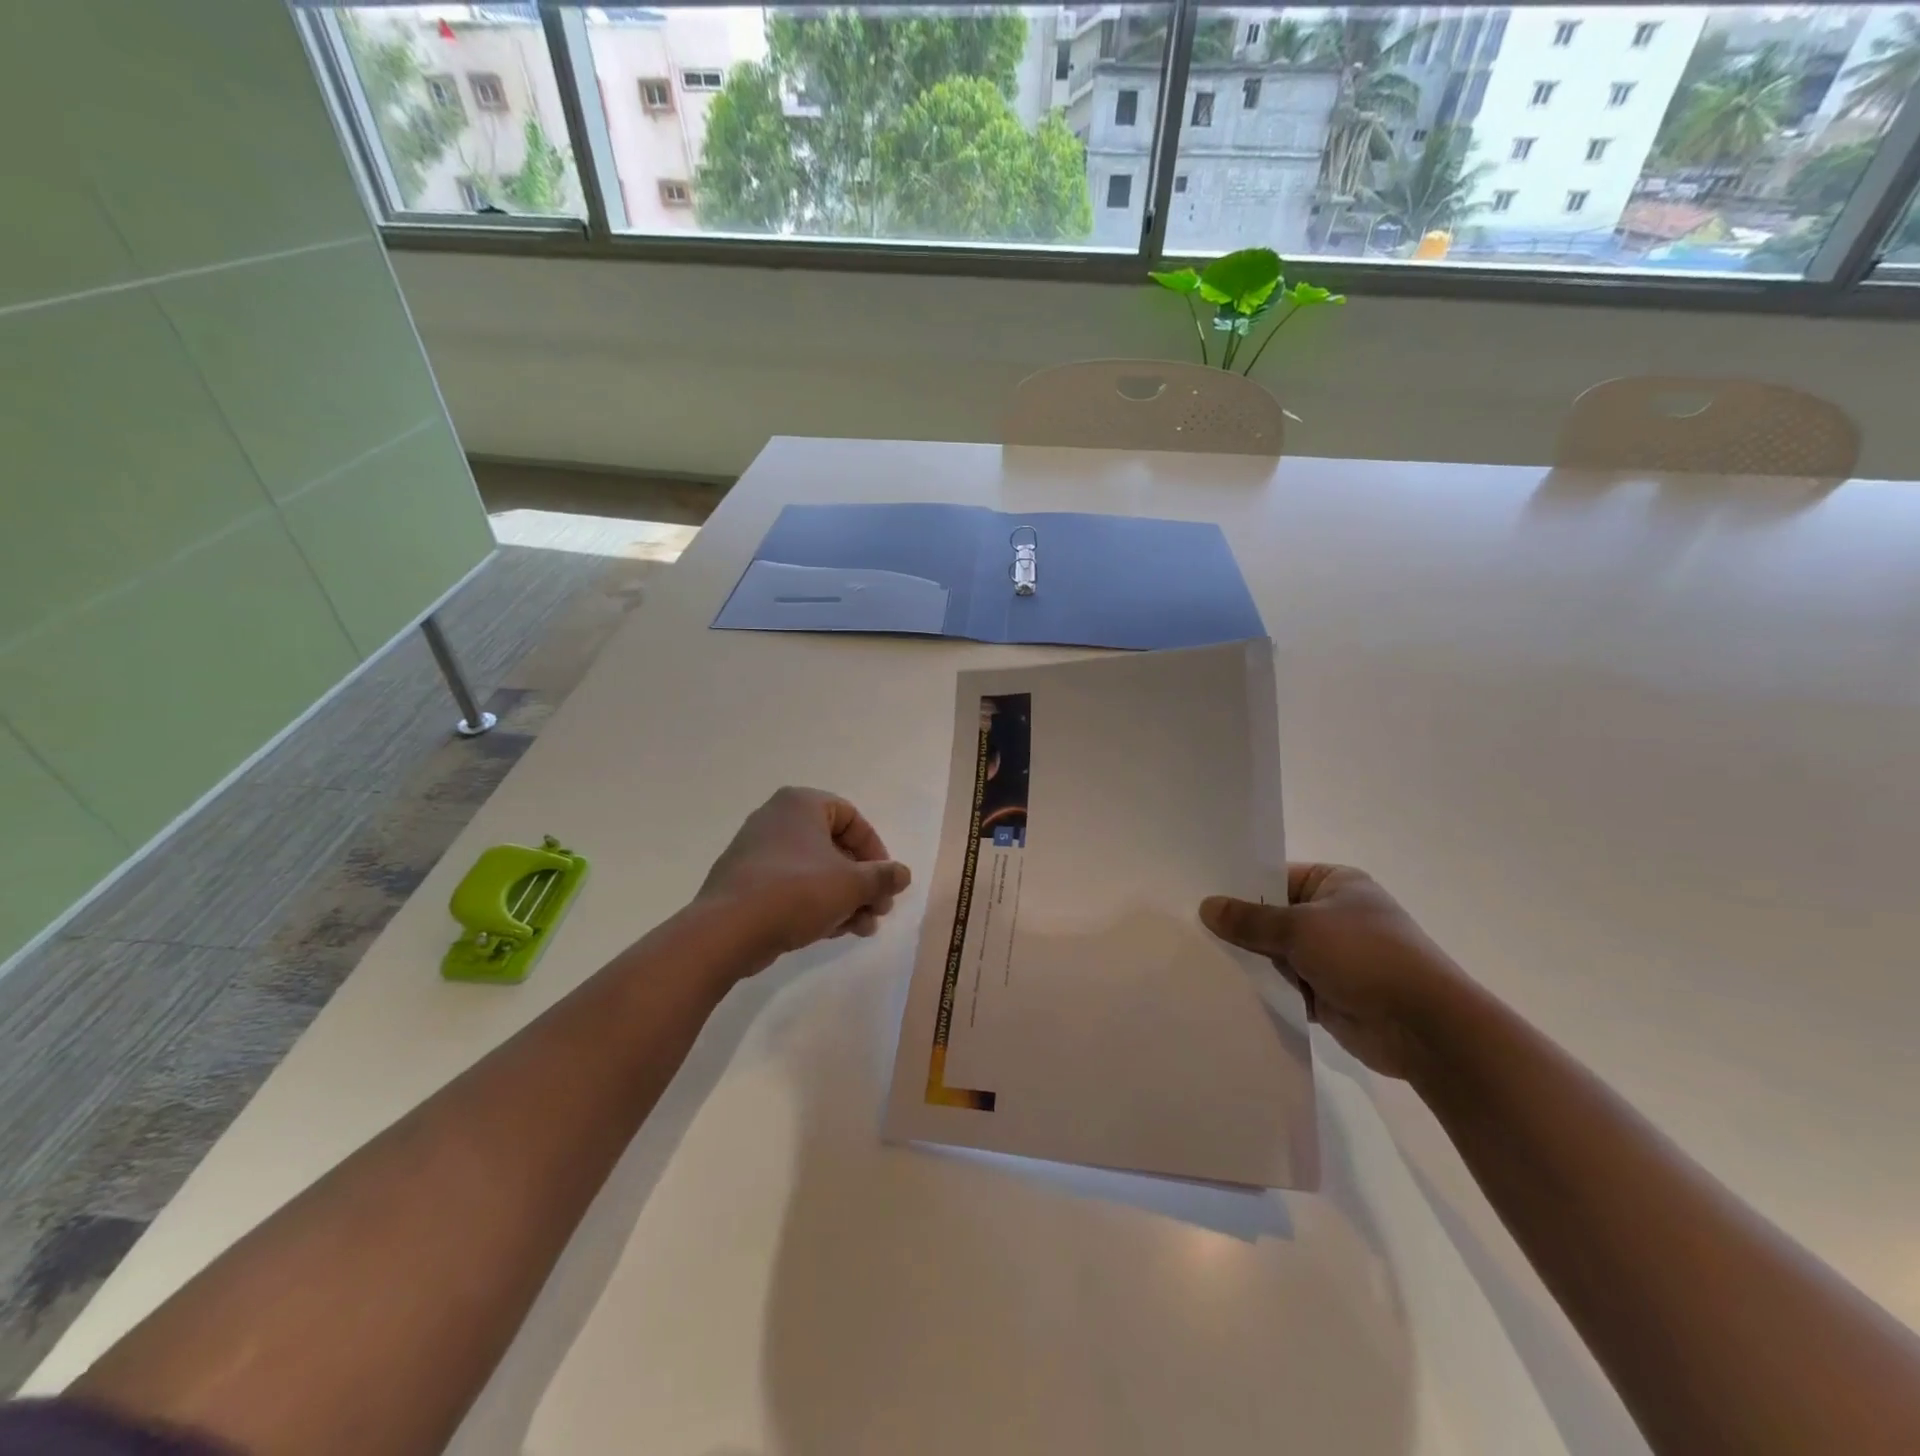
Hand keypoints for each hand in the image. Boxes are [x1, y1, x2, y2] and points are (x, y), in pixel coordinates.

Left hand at [697, 787, 911, 967]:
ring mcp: (757, 851)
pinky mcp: (746, 882)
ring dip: (844, 898)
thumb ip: (883, 877)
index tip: (885, 881)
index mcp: (800, 804)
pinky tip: (833, 932)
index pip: (851, 818)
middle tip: (878, 910)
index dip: (875, 850)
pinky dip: (816, 904)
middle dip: (861, 882)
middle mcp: (777, 819)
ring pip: (815, 871)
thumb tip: (902, 874)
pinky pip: (791, 886)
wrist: (726, 932)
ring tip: (862, 929)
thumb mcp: (851, 885)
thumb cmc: (795, 892)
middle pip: (834, 847)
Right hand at [1200, 865, 1470, 1081]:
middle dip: (1238, 926)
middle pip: (1272, 916)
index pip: (1274, 877)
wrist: (1423, 1027)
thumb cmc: (1365, 956)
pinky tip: (1225, 987)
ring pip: (1274, 952)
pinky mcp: (1326, 992)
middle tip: (1188, 927)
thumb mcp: (1300, 928)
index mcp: (1334, 884)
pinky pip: (1283, 984)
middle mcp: (1332, 915)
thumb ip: (1251, 920)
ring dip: (1249, 960)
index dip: (1239, 886)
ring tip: (1198, 957)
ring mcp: (1330, 955)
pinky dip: (1263, 988)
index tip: (1197, 894)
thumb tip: (1206, 906)